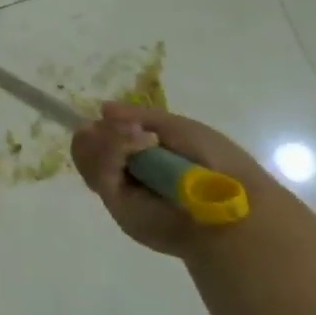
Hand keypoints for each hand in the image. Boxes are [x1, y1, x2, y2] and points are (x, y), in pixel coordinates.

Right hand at [71, 104, 272, 257]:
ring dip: (109, 137)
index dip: (105, 126)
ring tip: (141, 138)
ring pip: (85, 152)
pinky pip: (97, 168)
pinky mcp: (115, 204)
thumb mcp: (177, 127)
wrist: (230, 205)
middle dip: (105, 130)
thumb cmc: (214, 162)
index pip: (102, 137)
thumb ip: (138, 116)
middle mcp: (126, 175)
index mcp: (142, 159)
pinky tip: (142, 144)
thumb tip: (103, 109)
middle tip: (131, 129)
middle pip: (87, 144)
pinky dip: (113, 148)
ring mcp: (119, 190)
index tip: (117, 118)